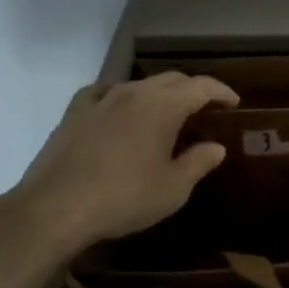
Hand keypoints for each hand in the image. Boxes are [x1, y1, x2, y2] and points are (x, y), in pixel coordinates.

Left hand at [0, 72, 239, 260]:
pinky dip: (121, 96)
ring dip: (158, 94)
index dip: (221, 91)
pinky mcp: (75, 111)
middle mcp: (134, 92)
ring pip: (138, 84)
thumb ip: (198, 163)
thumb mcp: (172, 189)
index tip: (234, 102)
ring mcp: (101, 98)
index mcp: (163, 106)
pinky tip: (118, 109)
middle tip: (205, 108)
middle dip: (192, 90)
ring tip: (164, 113)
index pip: (201, 86)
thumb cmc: (123, 198)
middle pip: (171, 80)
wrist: (55, 207)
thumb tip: (216, 147)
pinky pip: (104, 92)